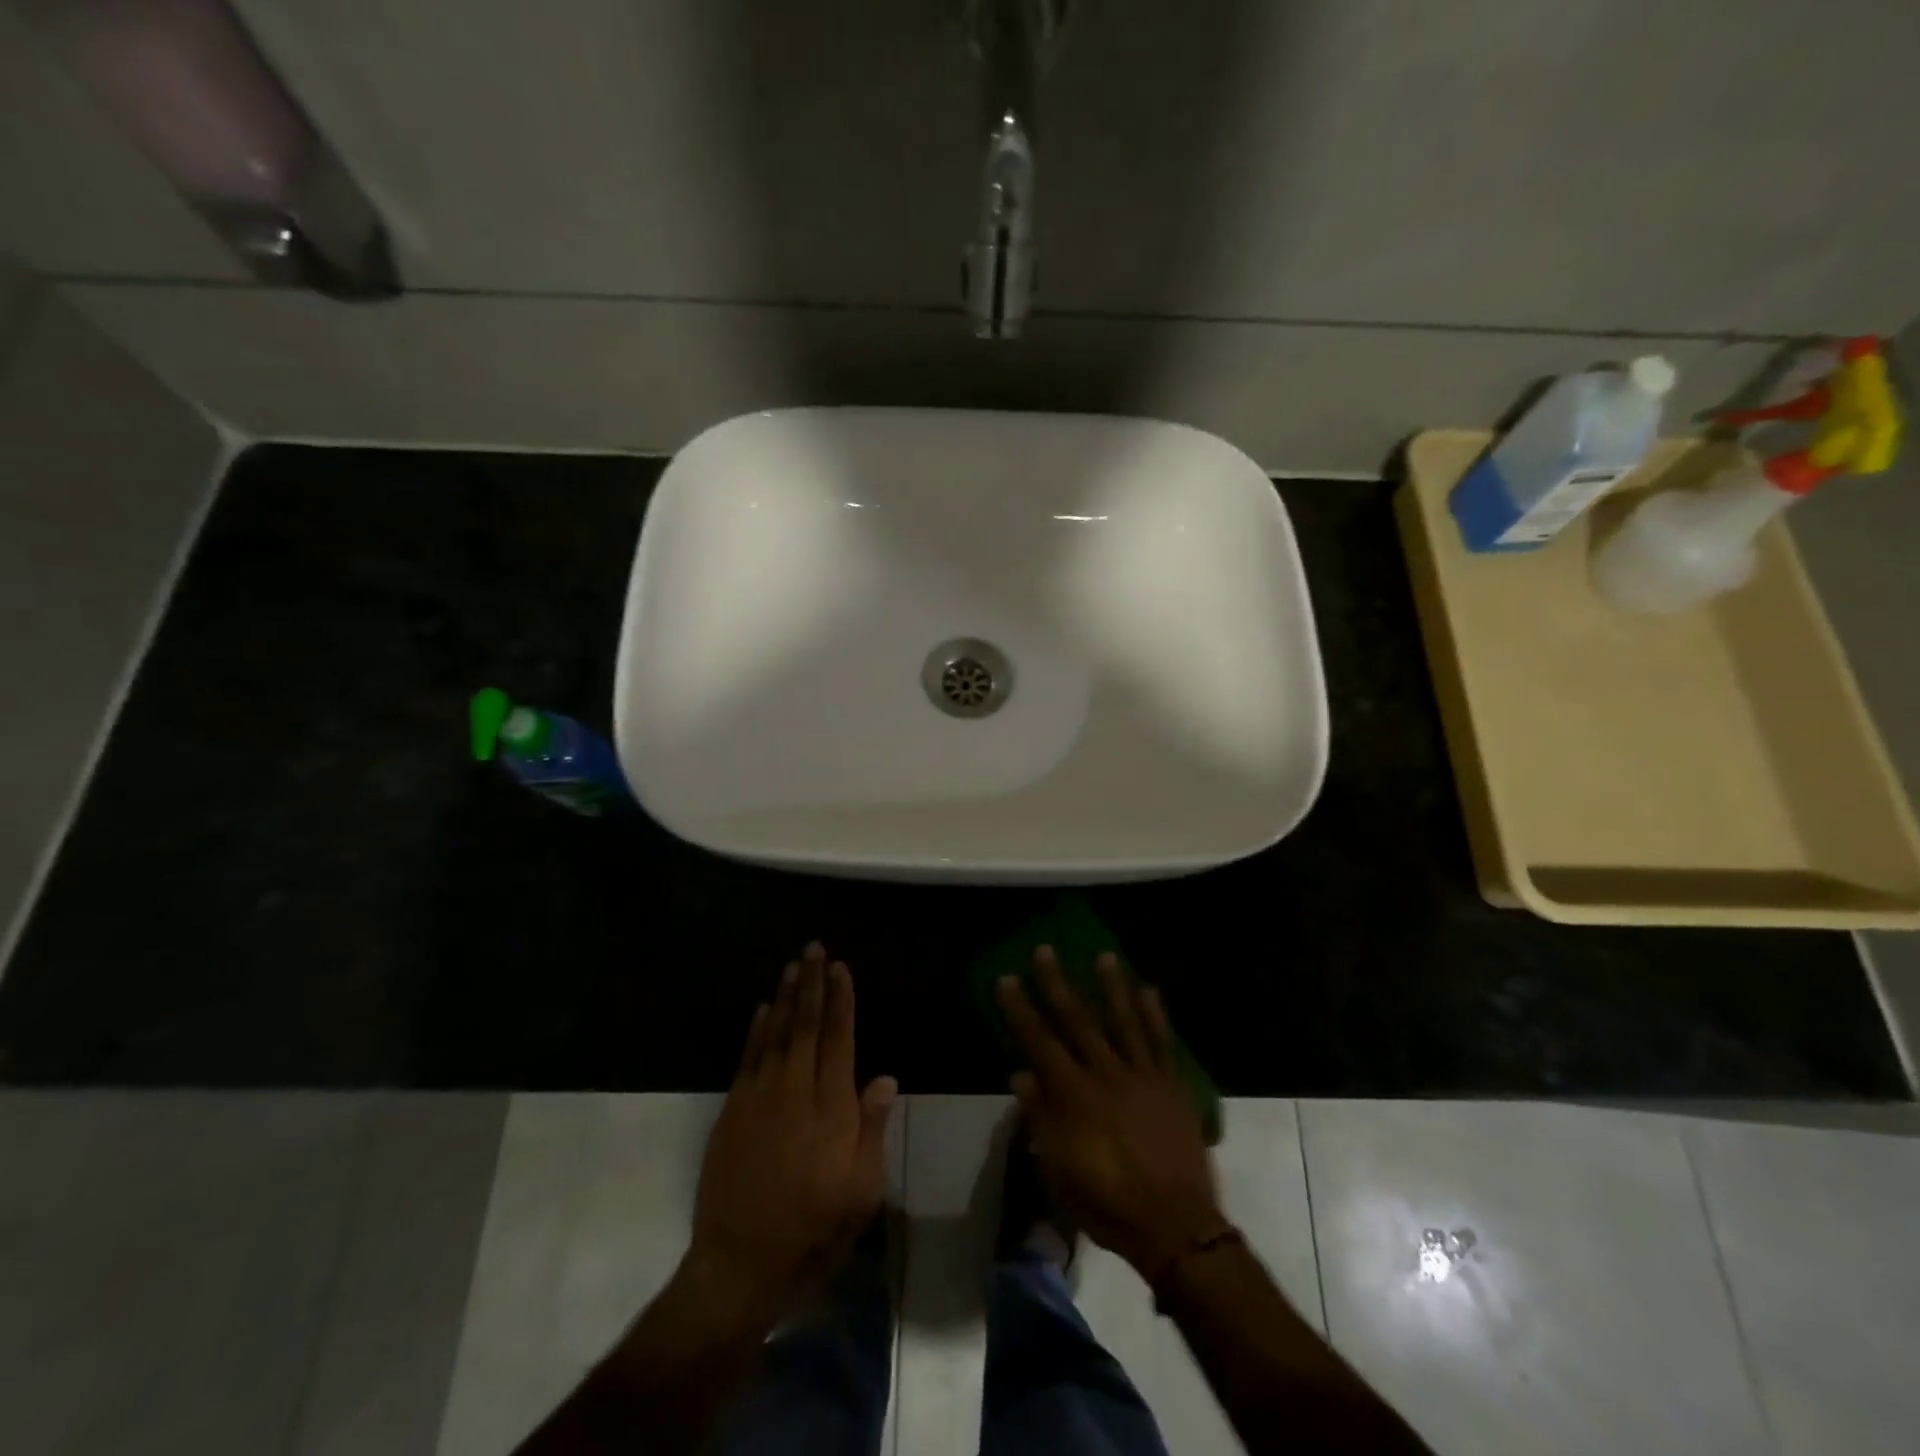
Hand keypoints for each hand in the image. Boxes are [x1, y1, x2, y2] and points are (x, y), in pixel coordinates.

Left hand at [686, 944, 896, 1322]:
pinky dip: (756, 1030)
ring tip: (794, 966)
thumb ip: (872, 1130)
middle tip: (815, 948)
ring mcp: (759, 1099)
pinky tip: (763, 1009)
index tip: (842, 969)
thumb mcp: (860, 1193)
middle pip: (806, 1026)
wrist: (739, 1266)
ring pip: (776, 1034)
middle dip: (813, 984)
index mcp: (831, 1110)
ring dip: (786, 997)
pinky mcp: (732, 1112)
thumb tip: (884, 1077)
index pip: (838, 1040)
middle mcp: (795, 1092)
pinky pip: (748, 1058)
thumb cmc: (813, 1231)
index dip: (841, 1002)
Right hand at [997, 948, 1227, 1282]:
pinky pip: (1163, 1043)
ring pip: (1124, 1022)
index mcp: (1076, 1097)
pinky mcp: (1172, 1086)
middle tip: (1045, 950)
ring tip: (1104, 955)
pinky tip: (1149, 990)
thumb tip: (1020, 1074)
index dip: (1021, 1010)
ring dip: (1112, 986)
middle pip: (1078, 1021)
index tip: (1007, 979)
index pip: (1040, 1043)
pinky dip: (1155, 1016)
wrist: (1176, 1227)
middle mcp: (1107, 1076)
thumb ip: (1041, 1118)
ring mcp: (1144, 1077)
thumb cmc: (1109, 1203)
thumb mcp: (1060, 1170)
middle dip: (1057, 984)